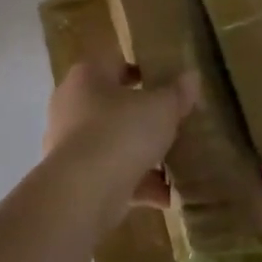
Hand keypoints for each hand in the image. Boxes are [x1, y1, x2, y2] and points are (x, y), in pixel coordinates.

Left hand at [42, 53, 198, 230]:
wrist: (83, 191)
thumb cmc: (121, 131)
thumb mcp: (161, 108)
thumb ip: (177, 93)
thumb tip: (192, 77)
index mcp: (87, 77)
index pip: (115, 63)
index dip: (143, 71)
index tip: (167, 83)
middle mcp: (71, 106)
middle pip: (113, 106)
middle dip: (143, 116)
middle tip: (174, 122)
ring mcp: (70, 145)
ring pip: (113, 143)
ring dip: (142, 154)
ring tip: (176, 163)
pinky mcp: (75, 179)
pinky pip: (113, 176)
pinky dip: (138, 185)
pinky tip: (168, 197)